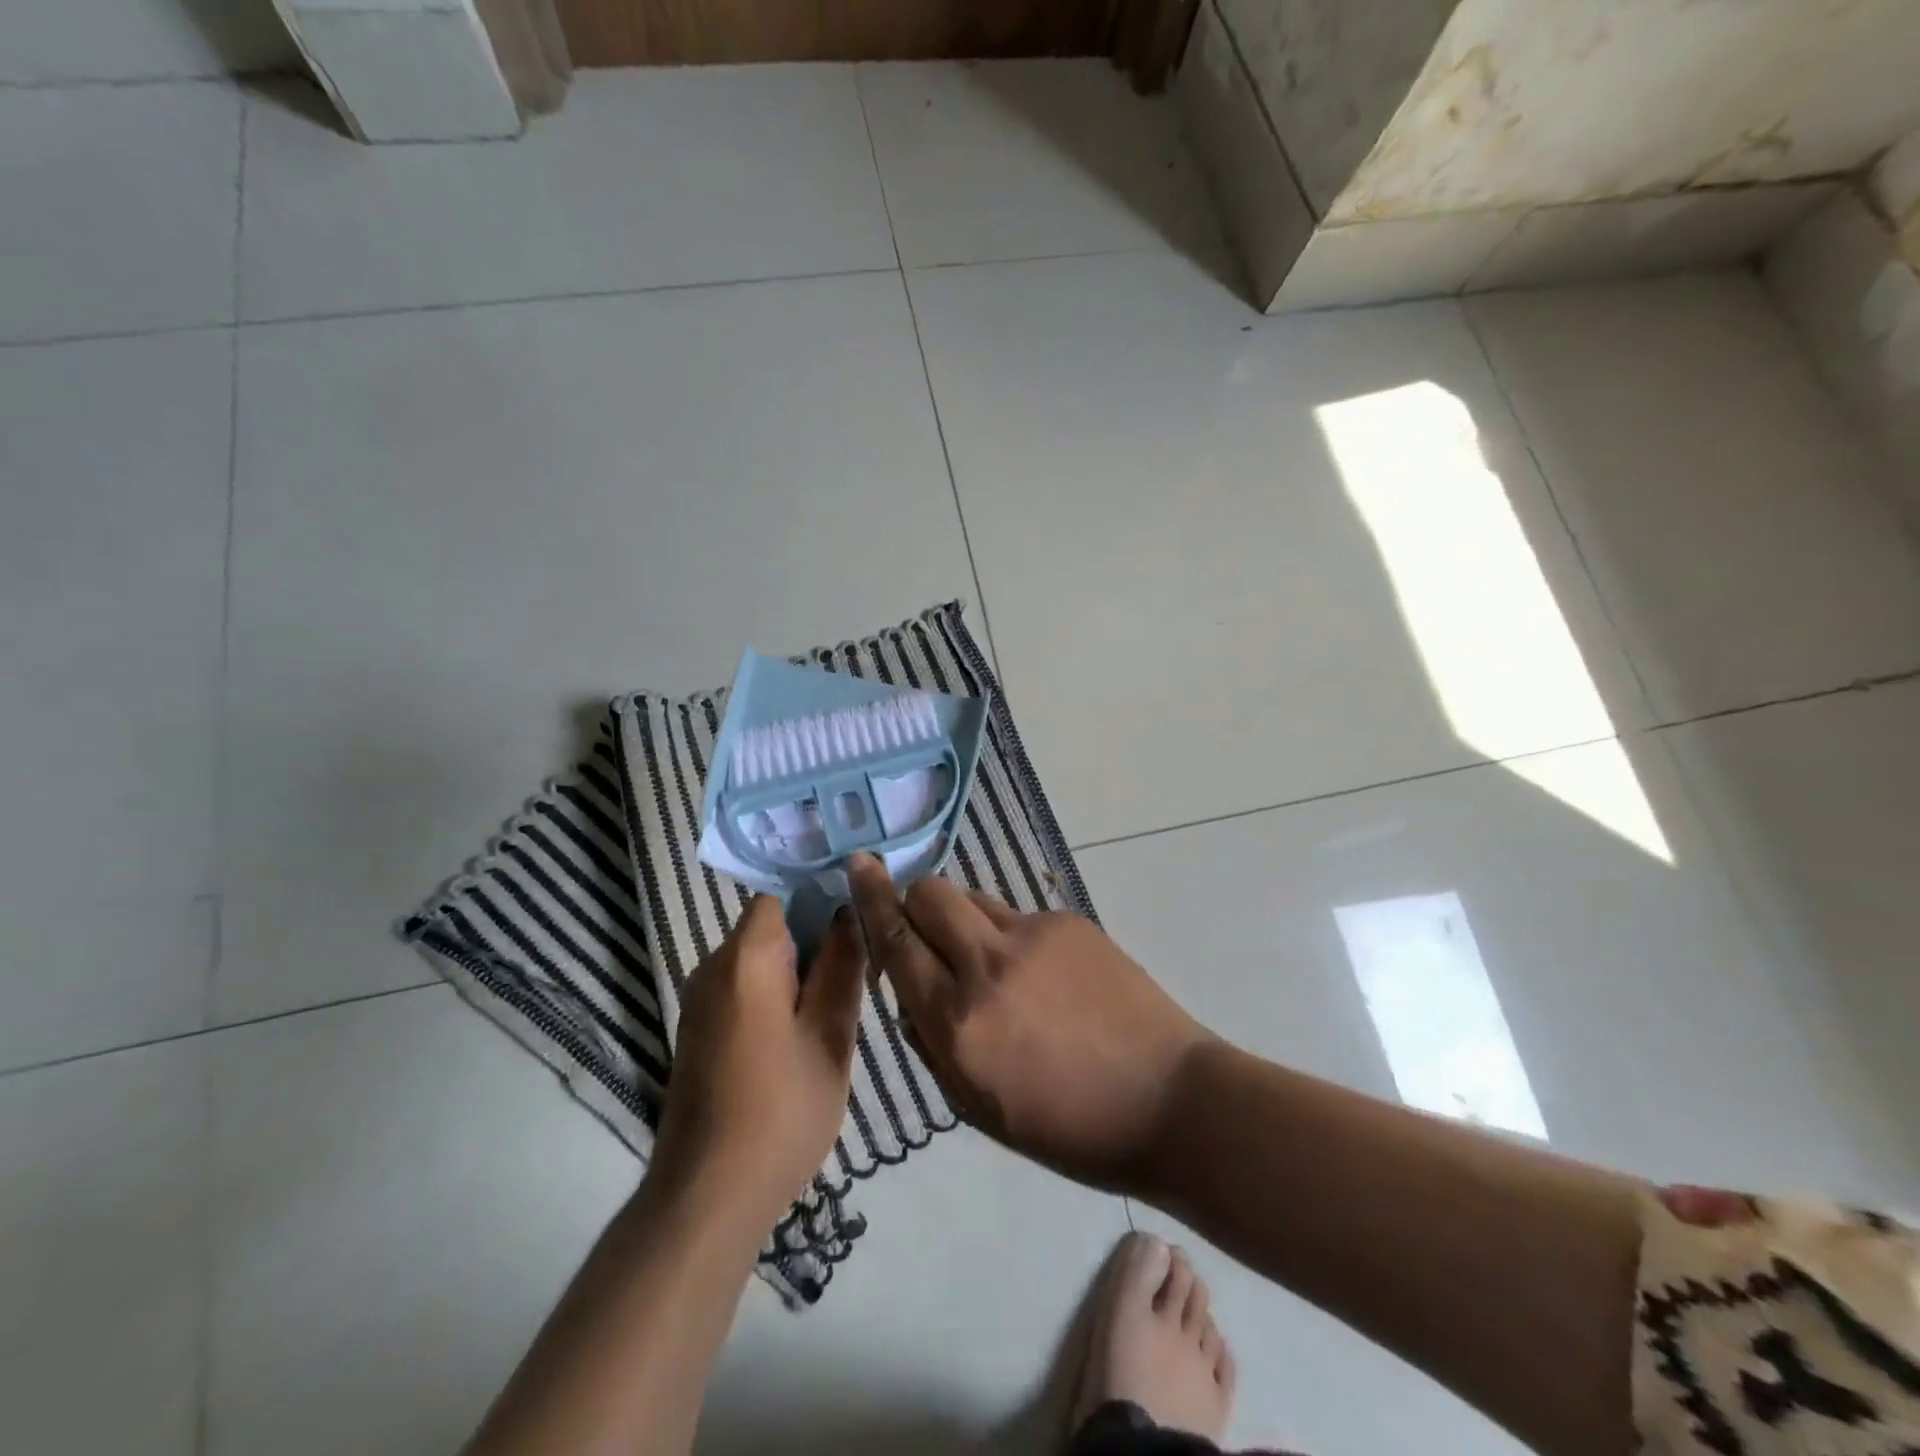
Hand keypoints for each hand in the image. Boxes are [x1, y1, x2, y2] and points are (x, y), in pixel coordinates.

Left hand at [650, 896, 867, 1227]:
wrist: (707, 1196)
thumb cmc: (781, 1110)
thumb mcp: (830, 1036)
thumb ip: (841, 967)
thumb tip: (848, 912)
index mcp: (745, 959)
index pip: (780, 896)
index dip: (819, 898)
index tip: (857, 921)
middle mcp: (712, 968)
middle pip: (769, 928)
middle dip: (813, 941)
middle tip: (856, 974)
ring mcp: (698, 1002)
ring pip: (757, 962)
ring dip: (796, 973)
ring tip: (834, 1009)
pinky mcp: (696, 1031)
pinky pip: (742, 990)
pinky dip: (773, 997)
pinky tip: (799, 1038)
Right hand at [848, 855, 1210, 1195]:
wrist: (1169, 1100)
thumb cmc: (1067, 1126)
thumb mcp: (978, 1105)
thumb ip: (931, 1042)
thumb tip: (909, 993)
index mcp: (959, 1024)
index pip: (896, 942)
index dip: (872, 900)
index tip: (857, 866)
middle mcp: (988, 967)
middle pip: (929, 894)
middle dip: (912, 901)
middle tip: (924, 930)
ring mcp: (1033, 936)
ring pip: (972, 898)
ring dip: (961, 919)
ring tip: (987, 962)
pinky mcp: (1068, 922)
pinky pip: (1016, 915)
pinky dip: (1007, 935)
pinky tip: (1038, 975)